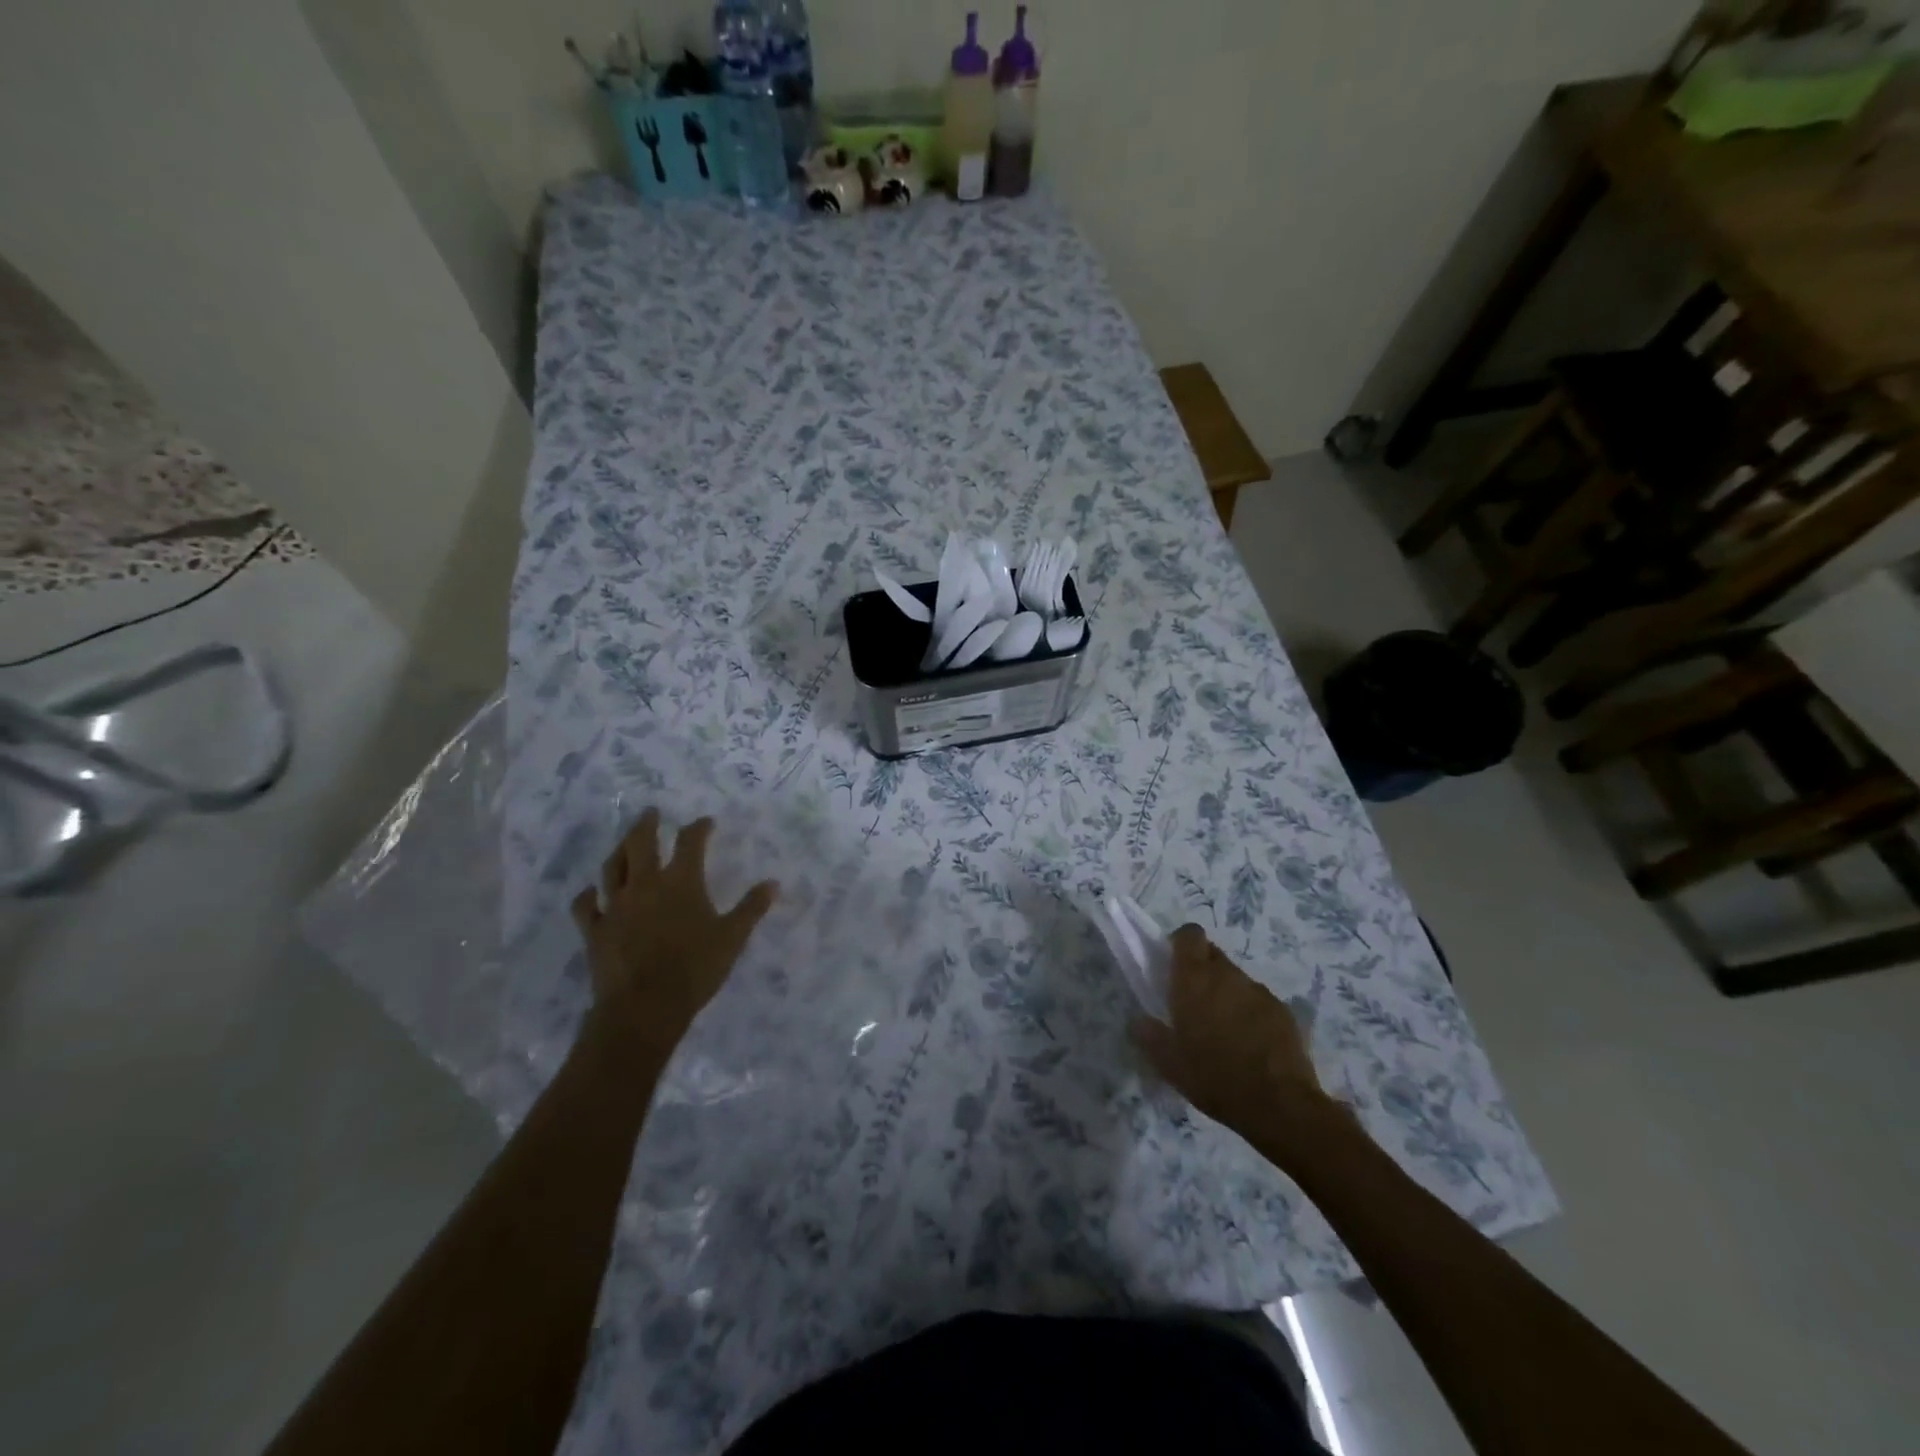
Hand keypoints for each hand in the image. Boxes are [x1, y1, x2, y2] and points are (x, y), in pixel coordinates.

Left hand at [571, 809, 776, 1057]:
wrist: (644, 1008)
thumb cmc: (694, 969)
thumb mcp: (732, 938)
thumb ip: (752, 908)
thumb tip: (773, 883)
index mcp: (681, 882)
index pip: (690, 842)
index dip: (699, 828)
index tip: (705, 822)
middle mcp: (645, 884)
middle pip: (641, 843)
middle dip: (648, 824)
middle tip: (652, 813)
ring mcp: (615, 905)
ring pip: (612, 867)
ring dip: (620, 850)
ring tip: (625, 843)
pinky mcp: (595, 929)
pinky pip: (585, 905)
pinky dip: (589, 894)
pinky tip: (592, 891)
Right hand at [1130, 924, 1350, 1154]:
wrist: (1280, 1104)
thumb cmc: (1214, 1077)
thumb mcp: (1169, 1064)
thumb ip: (1148, 1035)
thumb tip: (1138, 1021)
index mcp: (1194, 979)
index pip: (1189, 934)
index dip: (1181, 943)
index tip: (1173, 965)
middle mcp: (1227, 975)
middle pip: (1212, 954)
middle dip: (1201, 970)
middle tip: (1193, 1002)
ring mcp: (1259, 991)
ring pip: (1236, 979)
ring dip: (1226, 993)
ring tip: (1223, 1030)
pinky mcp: (1283, 1011)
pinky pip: (1258, 1001)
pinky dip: (1250, 1013)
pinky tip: (1250, 1045)